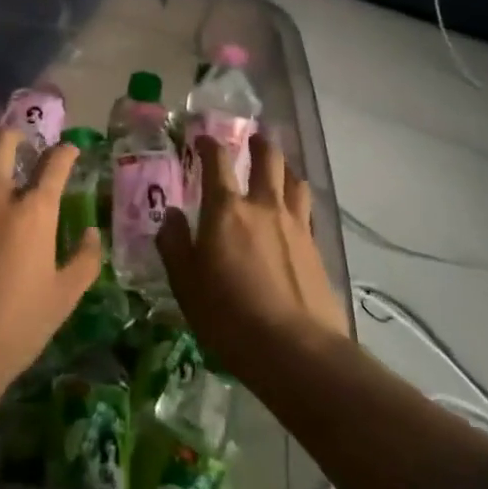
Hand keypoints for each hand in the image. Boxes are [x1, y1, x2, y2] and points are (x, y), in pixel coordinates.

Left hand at [0, 127, 100, 396]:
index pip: (55, 162)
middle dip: (15, 137)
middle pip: (3, 139)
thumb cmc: (12, 328)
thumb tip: (93, 234)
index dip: (66, 152)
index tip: (69, 152)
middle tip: (17, 150)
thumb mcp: (63, 300)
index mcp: (34, 210)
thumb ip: (84, 261)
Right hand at [155, 134, 350, 384]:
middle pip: (268, 159)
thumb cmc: (229, 316)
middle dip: (258, 144)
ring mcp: (295, 225)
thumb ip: (174, 244)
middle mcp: (263, 206)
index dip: (209, 144)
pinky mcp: (316, 247)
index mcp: (226, 210)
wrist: (296, 350)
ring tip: (277, 171)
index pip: (217, 161)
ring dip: (284, 168)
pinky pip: (306, 209)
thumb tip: (171, 215)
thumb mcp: (185, 283)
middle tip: (251, 140)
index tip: (202, 138)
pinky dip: (298, 199)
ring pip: (294, 180)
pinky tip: (293, 212)